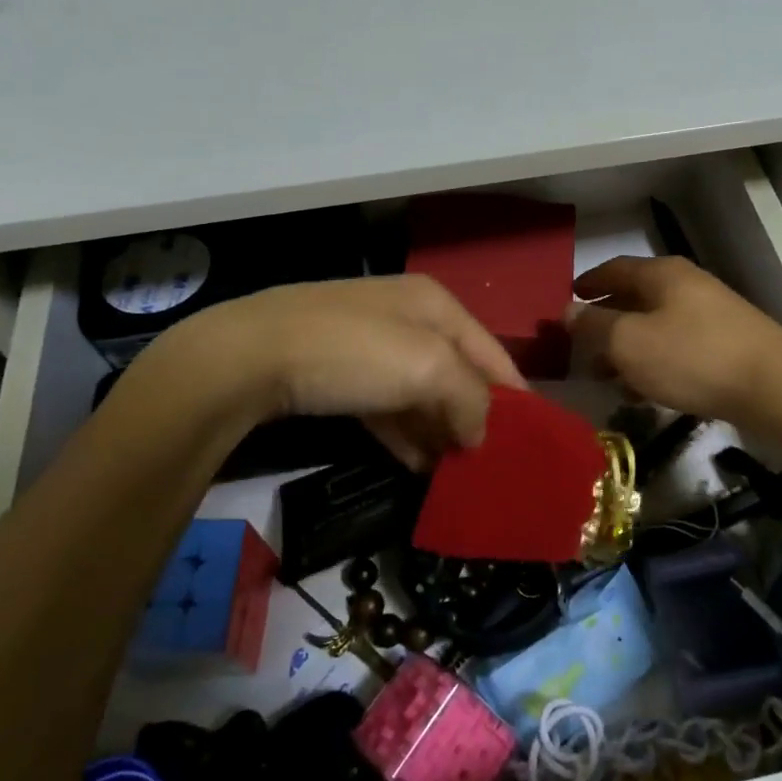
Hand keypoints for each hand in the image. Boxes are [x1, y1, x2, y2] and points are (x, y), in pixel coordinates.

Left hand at [137, 275, 525, 468]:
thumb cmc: (353, 352)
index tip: (533, 440)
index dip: (514, 395)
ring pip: (420, 394)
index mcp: (435, 305)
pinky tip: (419, 467)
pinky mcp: (338, 375)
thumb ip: (470, 399)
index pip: (492, 352)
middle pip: (457, 373)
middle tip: (492, 465)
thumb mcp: (428, 368)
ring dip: (440, 432)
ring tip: (459, 476)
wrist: (248, 356)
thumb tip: (479, 434)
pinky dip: (405, 435)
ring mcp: (369, 347)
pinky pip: (386, 408)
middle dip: (475, 417)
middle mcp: (407, 318)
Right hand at [569, 256, 781, 425]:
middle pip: (636, 297)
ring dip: (628, 347)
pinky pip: (678, 346)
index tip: (568, 299)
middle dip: (606, 321)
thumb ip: (594, 326)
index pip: (614, 269)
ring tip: (607, 375)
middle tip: (582, 346)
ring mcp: (712, 313)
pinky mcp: (728, 343)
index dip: (588, 283)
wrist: (773, 387)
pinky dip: (655, 361)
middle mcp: (688, 285)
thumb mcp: (629, 343)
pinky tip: (645, 390)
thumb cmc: (691, 357)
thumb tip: (567, 311)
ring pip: (656, 325)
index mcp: (662, 274)